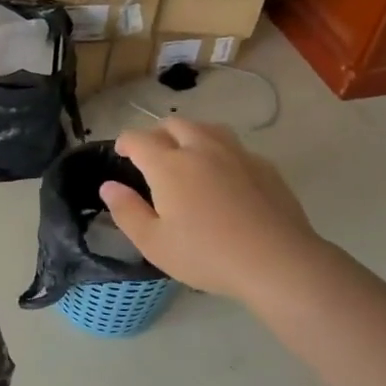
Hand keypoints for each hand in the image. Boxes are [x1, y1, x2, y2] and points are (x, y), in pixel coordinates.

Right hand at [100, 118, 319, 303]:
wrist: (277, 261)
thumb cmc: (207, 255)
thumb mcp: (154, 243)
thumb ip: (127, 211)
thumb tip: (108, 186)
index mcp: (169, 164)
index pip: (139, 139)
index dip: (125, 142)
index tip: (121, 153)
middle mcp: (201, 148)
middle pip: (174, 124)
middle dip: (157, 134)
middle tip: (152, 156)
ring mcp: (236, 153)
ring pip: (207, 128)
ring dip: (190, 135)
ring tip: (187, 156)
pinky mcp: (264, 165)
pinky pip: (234, 146)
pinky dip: (219, 152)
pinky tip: (223, 175)